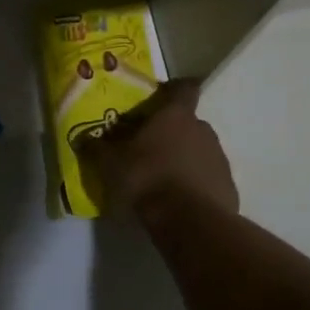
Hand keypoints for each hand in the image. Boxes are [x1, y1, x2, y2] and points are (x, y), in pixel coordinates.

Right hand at [74, 78, 238, 222]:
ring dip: (184, 157)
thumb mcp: (111, 164)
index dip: (175, 88)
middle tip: (151, 146)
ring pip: (199, 149)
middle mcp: (202, 129)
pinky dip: (196, 182)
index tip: (163, 95)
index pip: (184, 88)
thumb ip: (97, 149)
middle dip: (172, 131)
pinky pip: (208, 176)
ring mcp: (218, 157)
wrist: (190, 221)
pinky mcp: (227, 184)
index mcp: (176, 115)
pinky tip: (179, 199)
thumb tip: (82, 138)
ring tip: (163, 177)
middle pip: (188, 122)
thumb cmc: (147, 178)